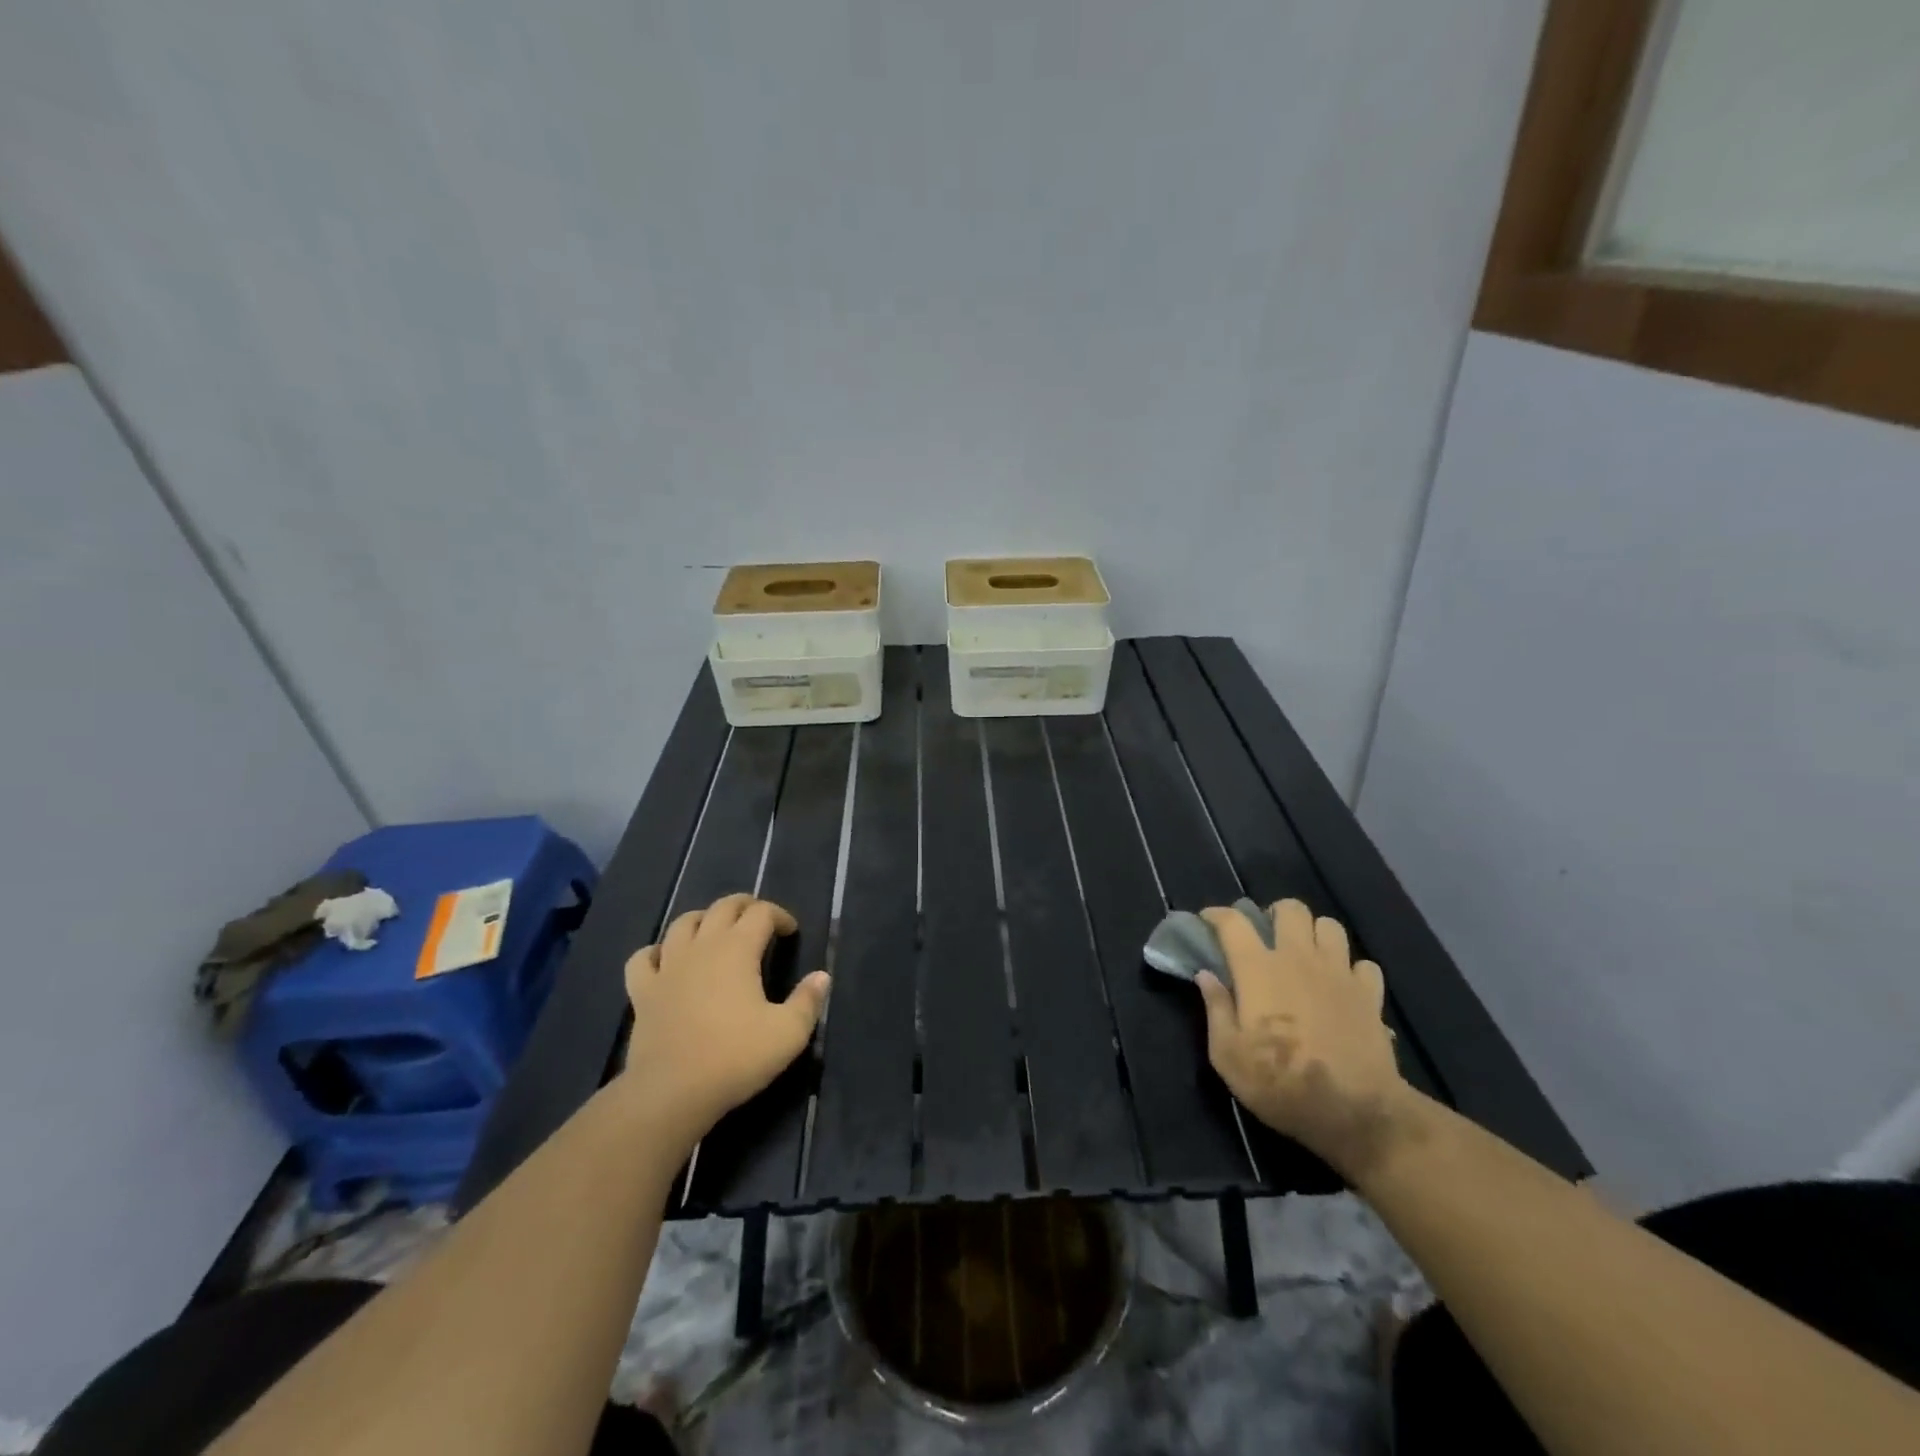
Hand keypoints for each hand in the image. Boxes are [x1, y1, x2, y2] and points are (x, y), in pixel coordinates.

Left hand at [619, 893, 830, 1135]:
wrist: (671, 1093)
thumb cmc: (735, 1058)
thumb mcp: (788, 1033)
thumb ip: (808, 1001)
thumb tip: (821, 976)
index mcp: (738, 949)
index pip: (761, 913)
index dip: (780, 915)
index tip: (791, 932)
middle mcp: (702, 947)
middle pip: (722, 907)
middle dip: (745, 906)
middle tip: (759, 920)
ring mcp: (668, 967)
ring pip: (682, 923)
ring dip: (703, 919)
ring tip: (716, 931)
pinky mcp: (642, 991)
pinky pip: (643, 958)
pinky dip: (657, 951)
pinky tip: (666, 961)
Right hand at [1196, 899, 1409, 1177]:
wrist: (1355, 1112)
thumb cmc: (1280, 1084)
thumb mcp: (1228, 1055)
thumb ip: (1215, 1008)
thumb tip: (1205, 975)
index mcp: (1258, 968)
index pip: (1232, 922)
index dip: (1216, 915)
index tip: (1208, 921)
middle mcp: (1298, 958)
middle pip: (1290, 909)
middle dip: (1274, 914)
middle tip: (1267, 936)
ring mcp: (1338, 973)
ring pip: (1330, 926)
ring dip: (1315, 934)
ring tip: (1306, 954)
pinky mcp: (1369, 994)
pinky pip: (1363, 964)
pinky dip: (1351, 969)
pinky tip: (1342, 986)